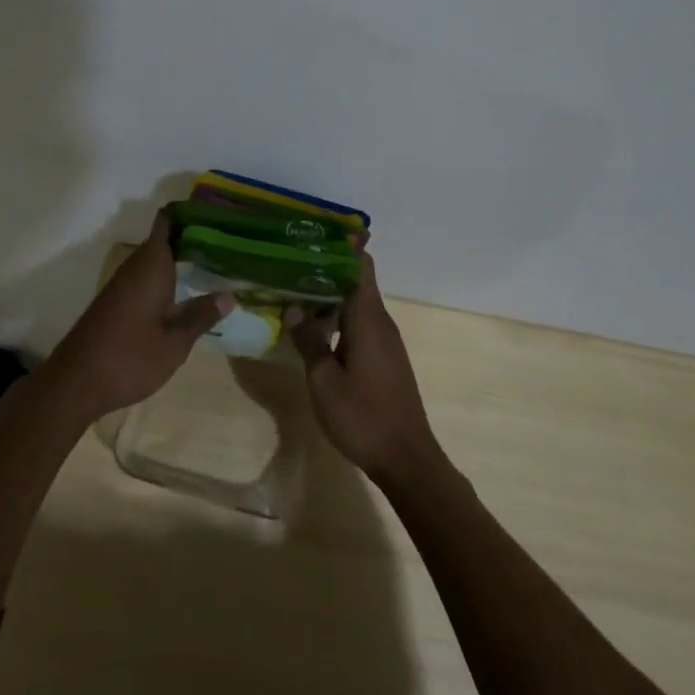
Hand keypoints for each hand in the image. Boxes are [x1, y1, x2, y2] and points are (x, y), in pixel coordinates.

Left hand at [41, 210, 233, 420]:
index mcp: (151, 265)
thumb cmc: (129, 358)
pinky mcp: (116, 301)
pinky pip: (147, 276)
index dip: (190, 212)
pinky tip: (186, 291)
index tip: (217, 214)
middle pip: (165, 238)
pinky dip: (168, 277)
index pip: (167, 221)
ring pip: (156, 259)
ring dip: (181, 258)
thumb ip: (201, 315)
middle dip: (193, 236)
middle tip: (229, 242)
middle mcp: (135, 266)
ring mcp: (123, 284)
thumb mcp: (175, 342)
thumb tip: (229, 294)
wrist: (75, 383)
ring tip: (216, 262)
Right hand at [288, 253, 445, 488]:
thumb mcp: (324, 380)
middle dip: (325, 269)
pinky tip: (313, 327)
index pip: (360, 266)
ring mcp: (385, 341)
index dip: (341, 246)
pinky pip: (359, 324)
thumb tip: (294, 306)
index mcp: (368, 318)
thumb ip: (309, 340)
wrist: (406, 459)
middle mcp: (381, 322)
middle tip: (288, 262)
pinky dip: (337, 318)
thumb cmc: (363, 416)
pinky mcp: (385, 359)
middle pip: (355, 282)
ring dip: (329, 296)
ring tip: (293, 290)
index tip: (313, 235)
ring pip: (356, 305)